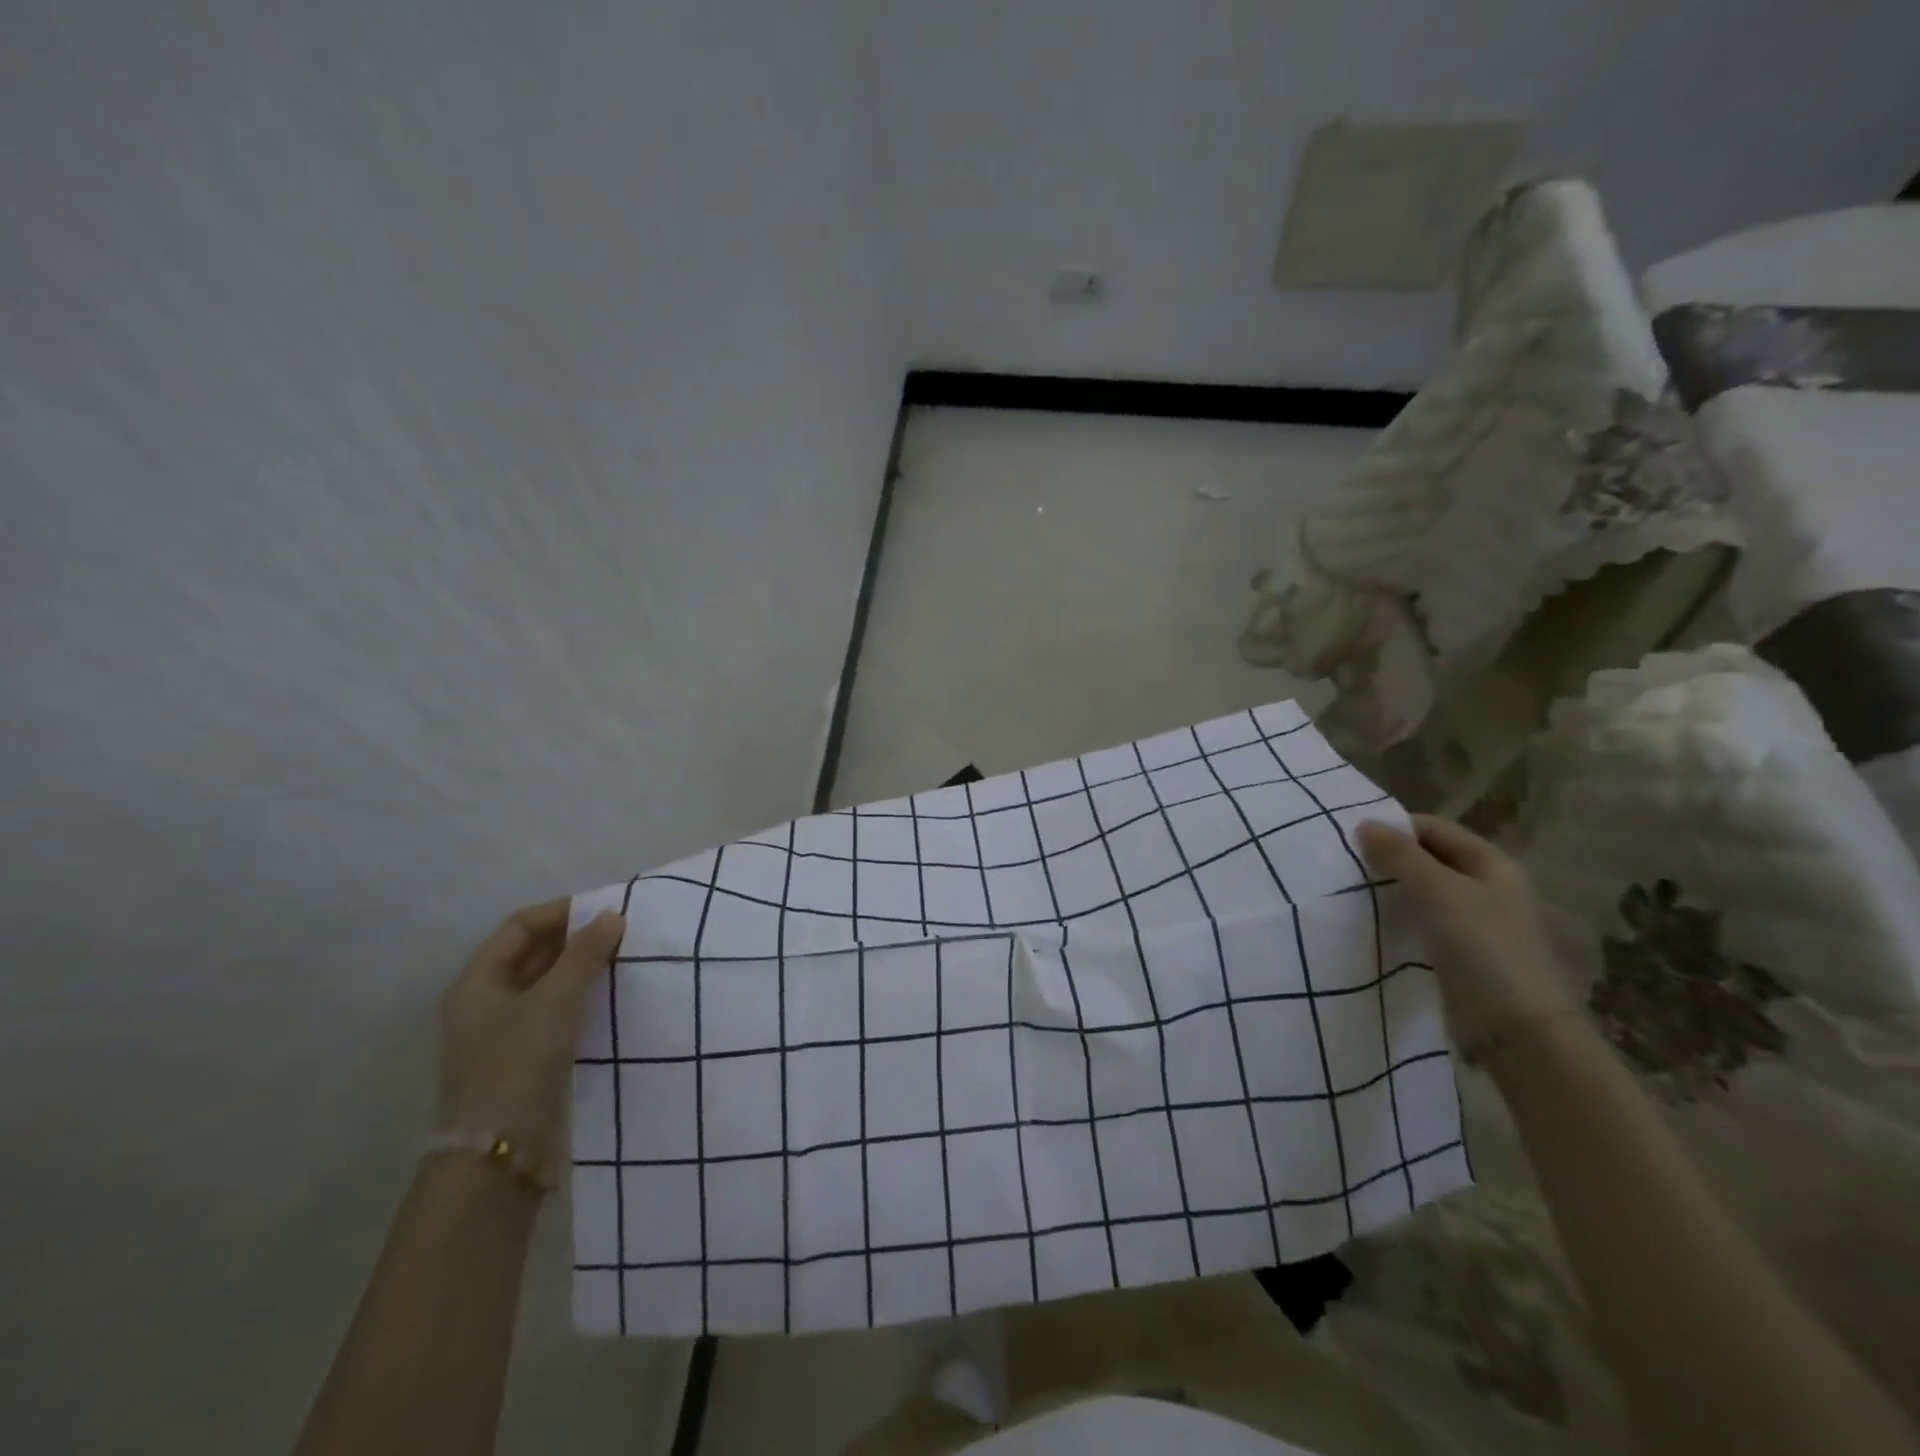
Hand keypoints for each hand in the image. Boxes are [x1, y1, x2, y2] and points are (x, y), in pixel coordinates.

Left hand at [436, 901, 625, 1183]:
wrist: (500, 1153)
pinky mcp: (526, 1058)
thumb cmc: (519, 1062)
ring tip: (625, 960)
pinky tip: (613, 998)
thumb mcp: (556, 999)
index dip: (562, 912)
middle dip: (576, 939)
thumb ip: (586, 953)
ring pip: (548, 984)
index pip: (520, 926)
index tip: (607, 909)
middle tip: (623, 932)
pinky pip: (557, 1012)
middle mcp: (485, 1002)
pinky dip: (583, 998)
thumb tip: (613, 914)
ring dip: (582, 969)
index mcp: (477, 982)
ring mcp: (505, 1033)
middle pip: (533, 954)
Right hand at [1356, 815, 1574, 1052]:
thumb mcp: (1440, 894)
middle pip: (1428, 859)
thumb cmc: (1485, 950)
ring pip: (1421, 892)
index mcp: (1492, 865)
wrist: (1519, 1033)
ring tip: (1349, 891)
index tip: (1350, 838)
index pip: (1434, 829)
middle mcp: (1485, 888)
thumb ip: (1401, 857)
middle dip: (1388, 858)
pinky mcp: (1458, 954)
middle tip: (1344, 865)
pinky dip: (1396, 918)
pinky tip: (1369, 923)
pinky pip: (1420, 922)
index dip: (1395, 828)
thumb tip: (1363, 824)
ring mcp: (1473, 923)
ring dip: (1389, 889)